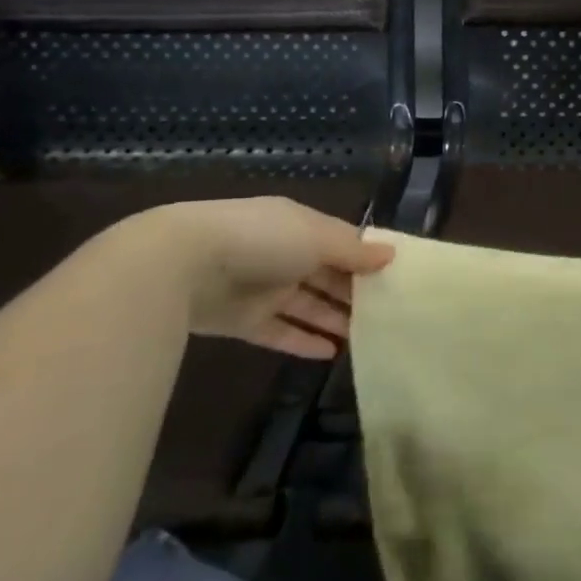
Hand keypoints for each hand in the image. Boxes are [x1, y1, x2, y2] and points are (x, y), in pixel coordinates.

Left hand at [116, 198, 394, 359]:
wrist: (182, 266)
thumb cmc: (262, 239)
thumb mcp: (317, 238)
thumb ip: (354, 251)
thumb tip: (391, 255)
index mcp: (302, 226)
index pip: (343, 242)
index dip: (368, 258)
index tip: (398, 277)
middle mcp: (285, 254)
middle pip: (328, 275)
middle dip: (356, 292)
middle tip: (391, 313)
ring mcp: (264, 288)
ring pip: (308, 305)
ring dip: (334, 319)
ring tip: (368, 337)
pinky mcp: (244, 321)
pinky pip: (281, 332)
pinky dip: (304, 342)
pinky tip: (332, 354)